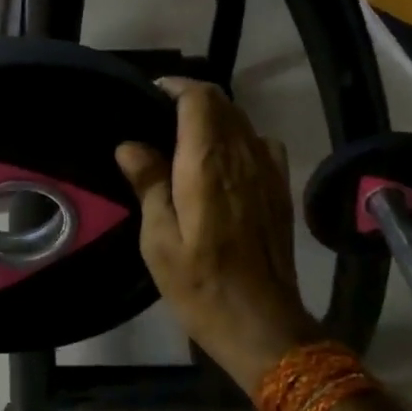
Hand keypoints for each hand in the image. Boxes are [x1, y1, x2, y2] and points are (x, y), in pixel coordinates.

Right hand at [116, 80, 317, 393]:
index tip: (150, 93)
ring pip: (242, 120)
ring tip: (185, 137)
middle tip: (159, 116)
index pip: (201, 98)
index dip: (176, 86)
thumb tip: (130, 145)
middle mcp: (244, 155)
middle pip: (223, 103)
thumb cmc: (200, 284)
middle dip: (192, 99)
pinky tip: (221, 162)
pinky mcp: (280, 188)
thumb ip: (148, 184)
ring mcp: (268, 171)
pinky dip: (237, 138)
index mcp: (209, 163)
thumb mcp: (159, 240)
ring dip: (214, 117)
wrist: (261, 324)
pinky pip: (260, 143)